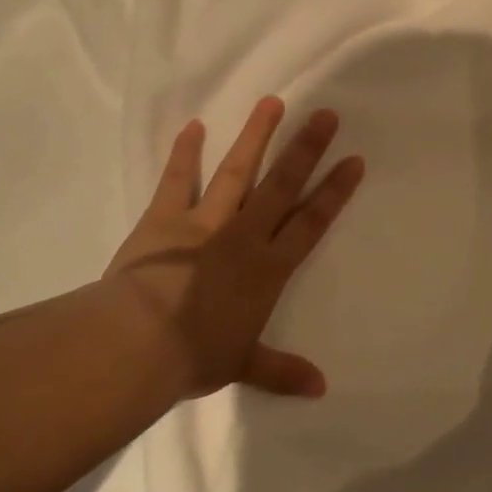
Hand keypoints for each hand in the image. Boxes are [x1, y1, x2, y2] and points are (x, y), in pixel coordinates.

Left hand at [103, 97, 364, 399]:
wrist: (138, 343)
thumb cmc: (195, 356)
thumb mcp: (242, 365)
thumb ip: (282, 371)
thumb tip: (322, 389)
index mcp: (267, 269)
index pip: (310, 223)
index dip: (334, 191)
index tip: (353, 160)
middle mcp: (243, 235)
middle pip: (281, 185)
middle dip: (306, 149)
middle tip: (325, 114)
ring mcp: (204, 222)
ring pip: (237, 172)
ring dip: (256, 136)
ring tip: (272, 102)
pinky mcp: (164, 218)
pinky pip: (178, 180)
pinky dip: (185, 153)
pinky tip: (193, 126)